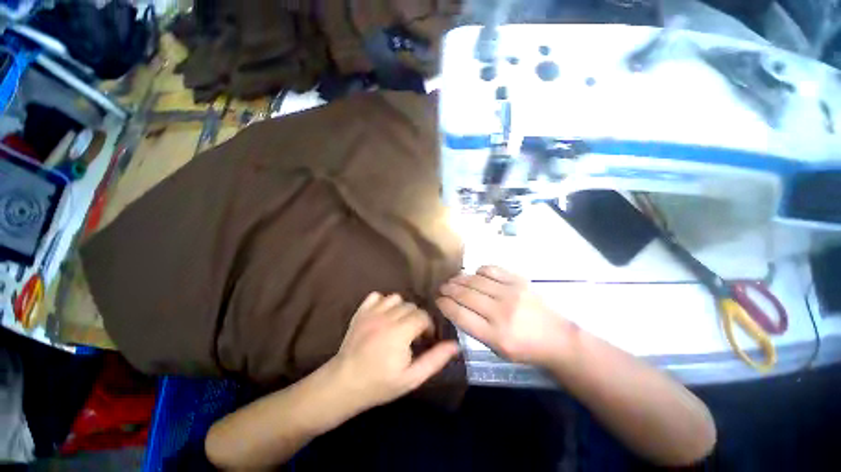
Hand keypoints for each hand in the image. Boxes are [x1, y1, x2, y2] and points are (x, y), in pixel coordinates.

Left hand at [330, 292, 459, 409]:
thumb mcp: (412, 378)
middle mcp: (386, 317)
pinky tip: (383, 316)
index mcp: (400, 332)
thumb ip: (435, 360)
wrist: (344, 384)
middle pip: (411, 306)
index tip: (426, 339)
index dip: (428, 326)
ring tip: (399, 324)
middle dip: (417, 318)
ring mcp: (371, 312)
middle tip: (413, 335)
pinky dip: (383, 302)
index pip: (422, 316)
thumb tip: (455, 345)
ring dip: (402, 309)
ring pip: (396, 298)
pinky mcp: (360, 312)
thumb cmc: (380, 384)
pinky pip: (376, 296)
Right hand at [436, 265, 572, 365]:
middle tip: (442, 288)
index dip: (444, 304)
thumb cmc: (524, 349)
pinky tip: (476, 275)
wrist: (557, 338)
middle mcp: (501, 312)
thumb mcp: (496, 349)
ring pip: (475, 280)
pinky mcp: (519, 281)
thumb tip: (454, 307)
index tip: (437, 300)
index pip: (459, 314)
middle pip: (465, 294)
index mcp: (495, 335)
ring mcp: (511, 293)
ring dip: (459, 279)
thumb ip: (474, 328)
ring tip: (453, 280)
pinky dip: (478, 271)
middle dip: (448, 289)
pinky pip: (491, 270)